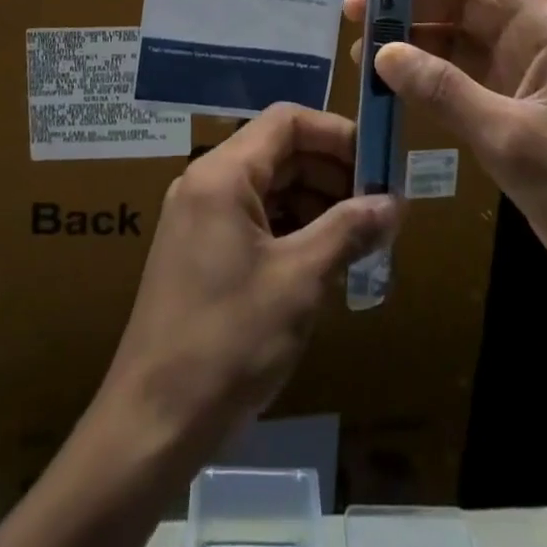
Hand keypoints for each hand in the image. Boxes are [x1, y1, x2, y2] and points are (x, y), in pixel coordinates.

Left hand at [94, 103, 400, 464]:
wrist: (152, 424)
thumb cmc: (229, 340)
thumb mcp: (300, 281)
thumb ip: (348, 230)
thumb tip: (395, 203)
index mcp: (223, 174)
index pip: (287, 121)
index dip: (337, 134)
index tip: (379, 164)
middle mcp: (207, 182)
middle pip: (280, 152)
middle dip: (332, 174)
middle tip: (379, 208)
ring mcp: (200, 217)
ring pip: (269, 187)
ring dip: (316, 204)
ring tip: (360, 239)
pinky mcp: (199, 251)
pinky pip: (254, 219)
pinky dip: (292, 230)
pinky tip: (324, 262)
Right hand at [343, 0, 546, 306]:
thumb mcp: (512, 138)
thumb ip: (446, 92)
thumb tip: (384, 52)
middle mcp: (535, 44)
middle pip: (466, 3)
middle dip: (412, 1)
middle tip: (356, 11)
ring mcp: (524, 80)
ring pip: (460, 42)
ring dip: (415, 42)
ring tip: (362, 53)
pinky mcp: (515, 114)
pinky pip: (462, 80)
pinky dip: (429, 78)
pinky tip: (393, 88)